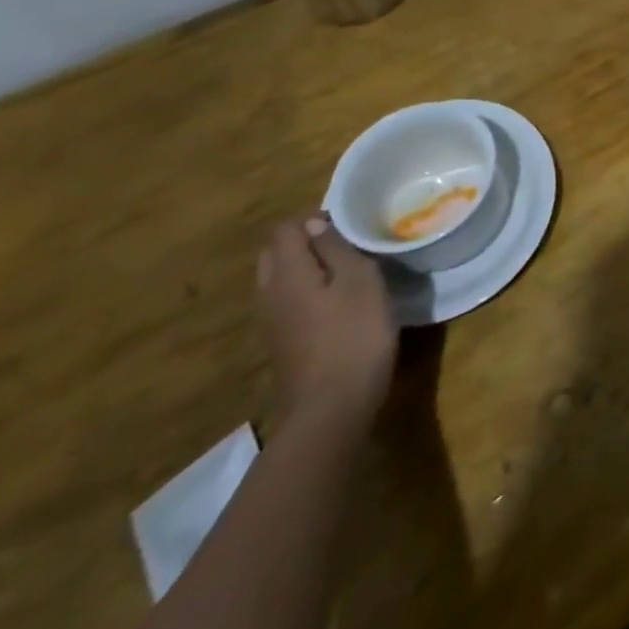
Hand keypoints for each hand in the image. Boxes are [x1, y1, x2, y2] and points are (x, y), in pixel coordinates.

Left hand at [256, 215, 397, 433]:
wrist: (331, 410)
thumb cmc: (353, 335)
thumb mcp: (359, 280)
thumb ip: (336, 248)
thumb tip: (315, 224)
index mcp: (286, 274)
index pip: (284, 228)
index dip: (314, 218)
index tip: (349, 224)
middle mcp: (269, 294)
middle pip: (276, 253)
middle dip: (306, 241)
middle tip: (347, 243)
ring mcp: (272, 323)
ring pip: (281, 279)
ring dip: (308, 267)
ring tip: (347, 270)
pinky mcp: (283, 344)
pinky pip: (288, 302)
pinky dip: (308, 291)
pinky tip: (338, 303)